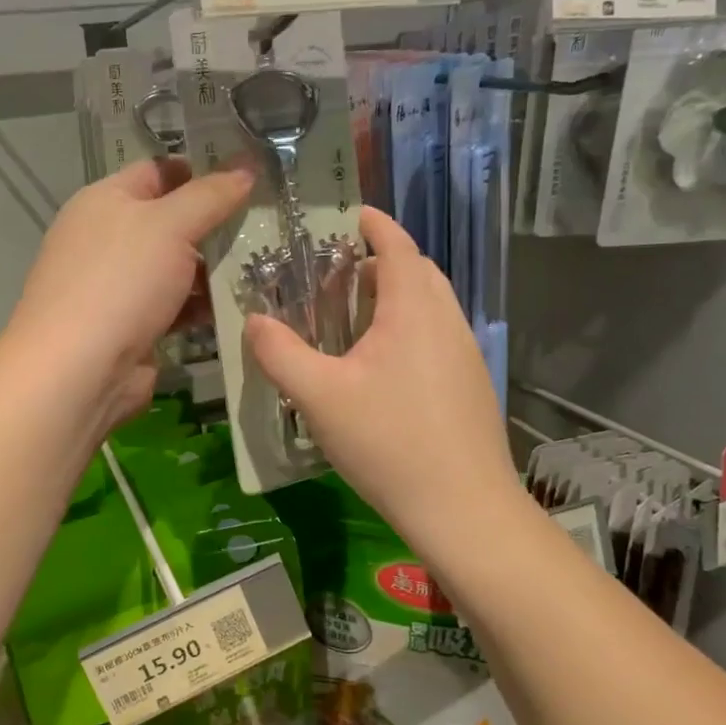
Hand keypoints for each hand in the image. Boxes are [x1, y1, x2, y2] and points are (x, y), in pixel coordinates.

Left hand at [5, 158, 251, 430]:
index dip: (202, 168)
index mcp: (105, 200)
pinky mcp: (133, 327)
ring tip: (268, 266)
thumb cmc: (121, 282)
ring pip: (177, 267)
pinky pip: (176, 306)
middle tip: (268, 223)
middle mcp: (108, 239)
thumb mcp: (170, 225)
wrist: (80, 370)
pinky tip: (241, 306)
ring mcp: (119, 286)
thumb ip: (211, 195)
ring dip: (215, 269)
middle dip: (216, 223)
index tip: (250, 174)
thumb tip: (246, 166)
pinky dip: (203, 305)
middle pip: (171, 221)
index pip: (158, 171)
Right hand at [245, 208, 518, 552]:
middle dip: (380, 263)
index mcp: (414, 309)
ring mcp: (466, 354)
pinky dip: (410, 330)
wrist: (463, 509)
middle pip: (416, 271)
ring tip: (354, 324)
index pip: (396, 244)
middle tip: (336, 281)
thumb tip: (254, 322)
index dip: (373, 223)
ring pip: (430, 306)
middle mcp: (448, 320)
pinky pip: (438, 336)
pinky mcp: (471, 385)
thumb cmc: (388, 442)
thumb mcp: (319, 397)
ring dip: (396, 299)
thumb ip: (280, 354)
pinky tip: (382, 370)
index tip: (350, 216)